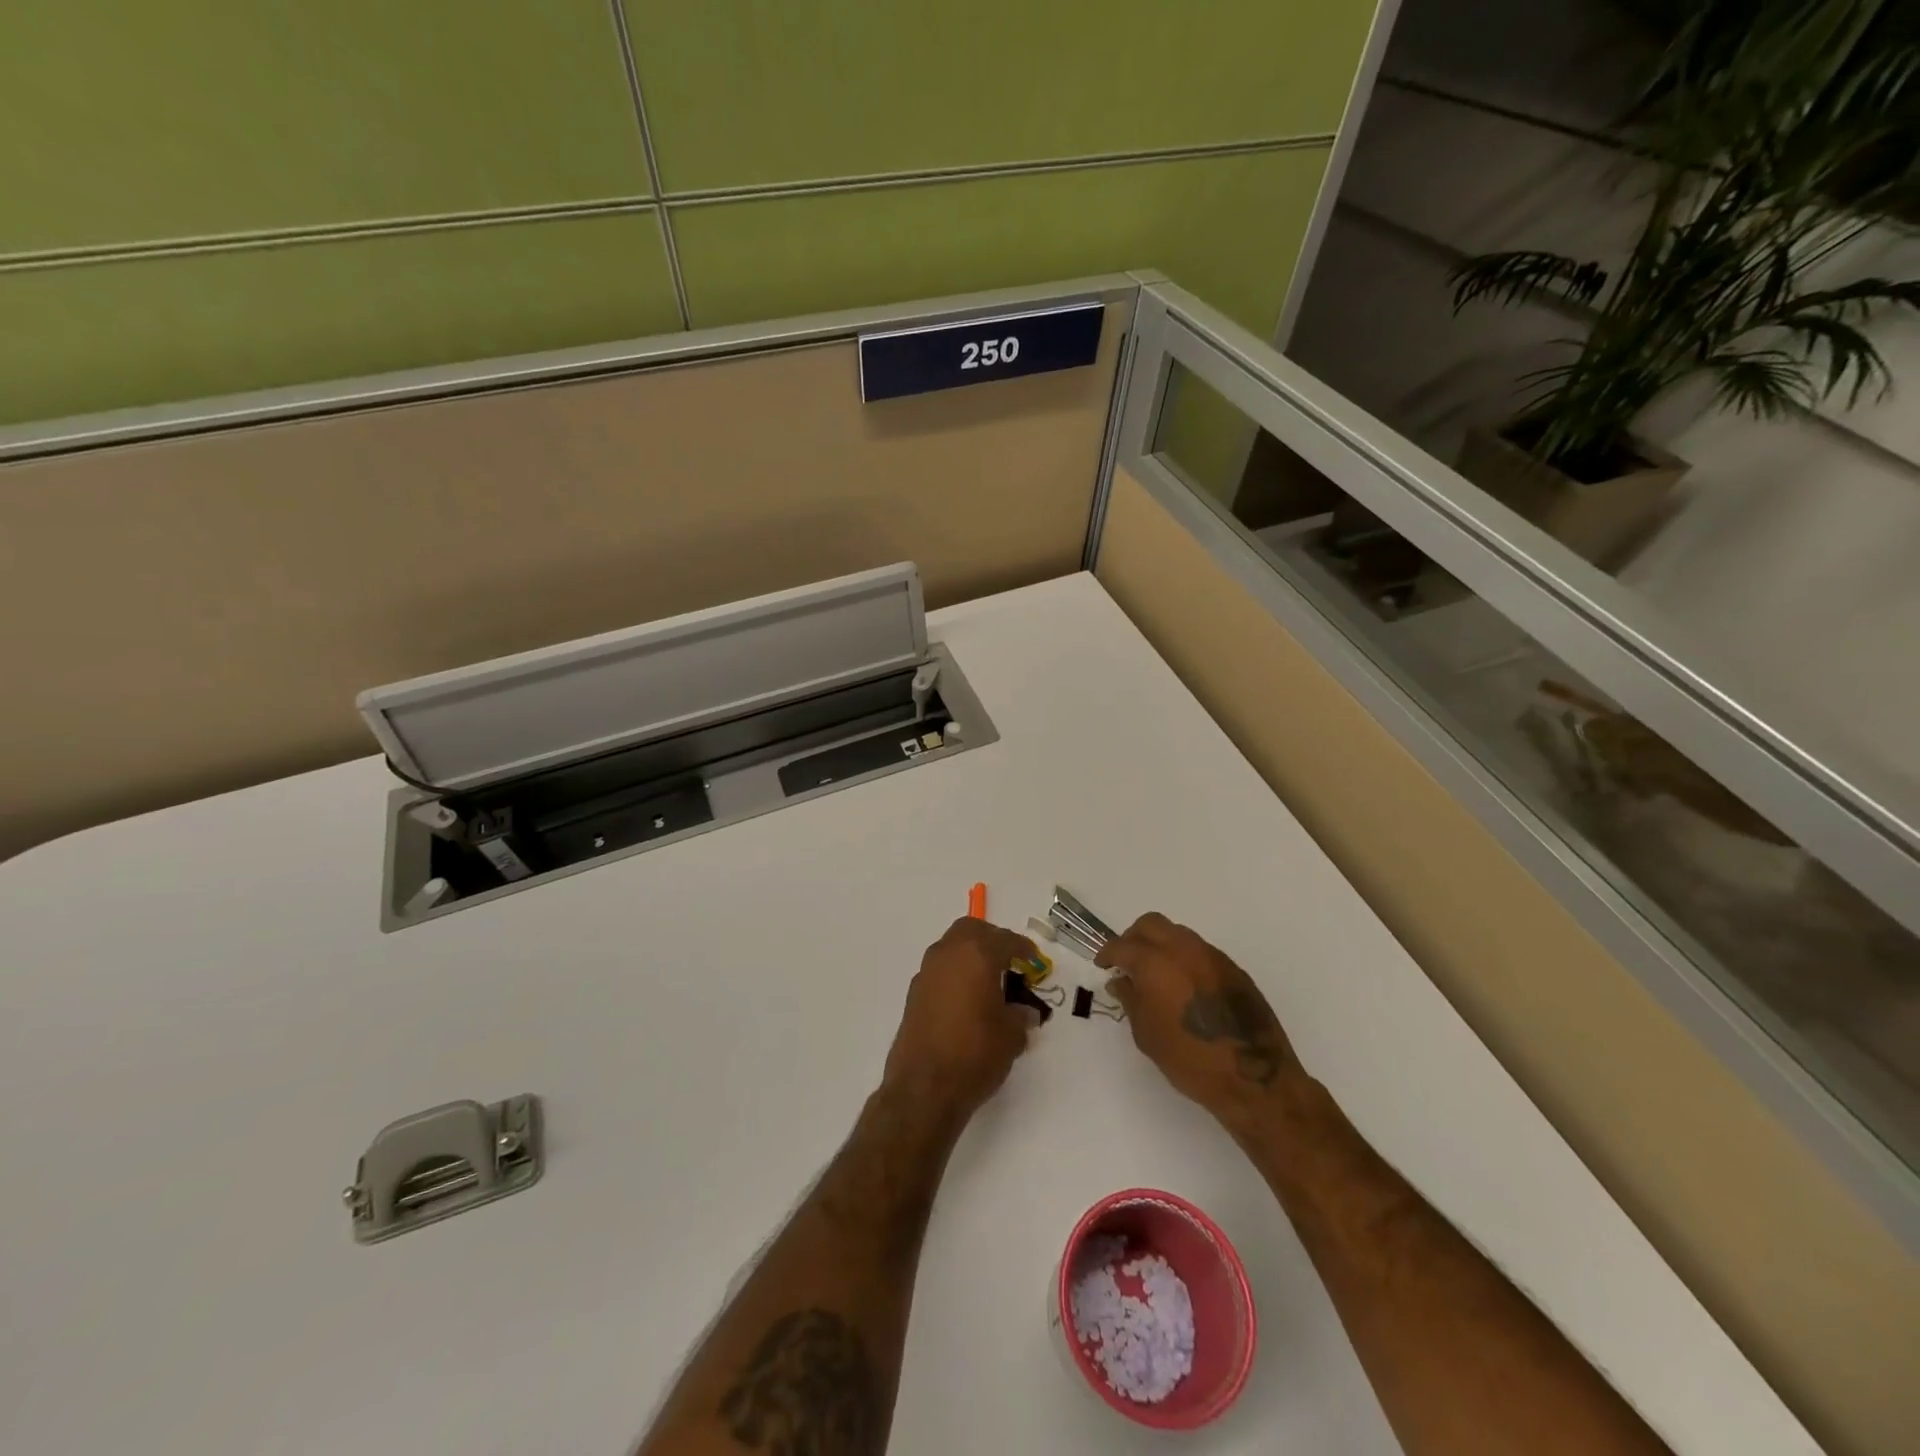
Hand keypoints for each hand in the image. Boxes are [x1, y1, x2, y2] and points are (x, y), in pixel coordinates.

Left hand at [883, 917, 1038, 1119]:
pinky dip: (956, 974)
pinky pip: (940, 969)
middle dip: (992, 940)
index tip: (1034, 960)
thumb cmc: (975, 1053)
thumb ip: (1021, 1016)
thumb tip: (1024, 1011)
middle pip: (972, 930)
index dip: (1024, 949)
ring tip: (989, 982)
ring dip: (971, 955)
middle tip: (1010, 961)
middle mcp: (948, 954)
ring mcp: (926, 972)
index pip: (1005, 940)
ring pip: (952, 947)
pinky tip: (967, 999)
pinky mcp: (914, 993)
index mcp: (976, 954)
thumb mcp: (1012, 1036)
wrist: (924, 1087)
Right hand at [1097, 913, 1303, 1121]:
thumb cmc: (1190, 1060)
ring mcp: (1212, 955)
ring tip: (1156, 973)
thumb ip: (1131, 1000)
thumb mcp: (1147, 1034)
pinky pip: (1199, 950)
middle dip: (1133, 938)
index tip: (1103, 966)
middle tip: (1127, 962)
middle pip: (1150, 924)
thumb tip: (1121, 981)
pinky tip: (1183, 985)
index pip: (1123, 946)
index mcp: (1156, 963)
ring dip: (1160, 945)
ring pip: (1177, 933)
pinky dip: (1184, 958)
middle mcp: (1183, 949)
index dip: (1108, 954)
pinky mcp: (1233, 968)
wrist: (1254, 1077)